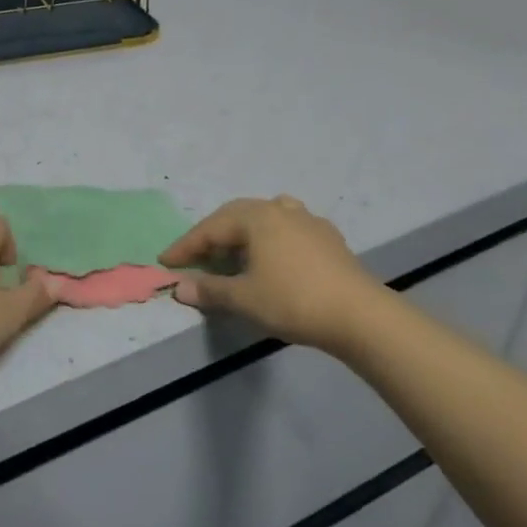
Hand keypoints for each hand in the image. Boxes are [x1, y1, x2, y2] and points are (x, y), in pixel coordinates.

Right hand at [161, 195, 385, 351]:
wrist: (361, 316)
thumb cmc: (294, 300)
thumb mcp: (244, 298)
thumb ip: (209, 290)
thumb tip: (180, 287)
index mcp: (256, 217)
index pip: (210, 229)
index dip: (185, 247)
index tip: (165, 262)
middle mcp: (280, 210)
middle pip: (236, 216)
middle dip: (212, 236)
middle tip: (195, 256)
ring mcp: (309, 222)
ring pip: (265, 217)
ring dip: (243, 233)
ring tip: (234, 251)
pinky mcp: (329, 239)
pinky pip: (288, 229)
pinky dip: (270, 239)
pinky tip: (272, 256)